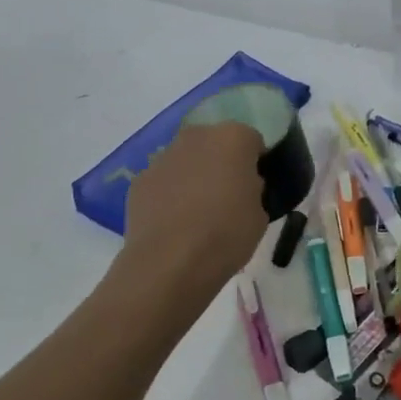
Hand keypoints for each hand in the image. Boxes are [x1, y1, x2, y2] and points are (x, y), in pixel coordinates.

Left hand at [120, 121, 268, 293]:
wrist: (170, 262)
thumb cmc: (226, 234)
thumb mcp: (260, 214)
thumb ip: (253, 190)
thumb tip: (242, 187)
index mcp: (232, 138)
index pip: (252, 141)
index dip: (256, 164)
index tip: (256, 188)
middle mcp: (196, 137)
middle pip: (215, 143)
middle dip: (222, 163)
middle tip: (228, 197)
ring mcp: (163, 157)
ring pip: (187, 160)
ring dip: (194, 176)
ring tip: (198, 214)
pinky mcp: (140, 180)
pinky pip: (164, 181)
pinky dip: (169, 194)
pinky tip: (174, 223)